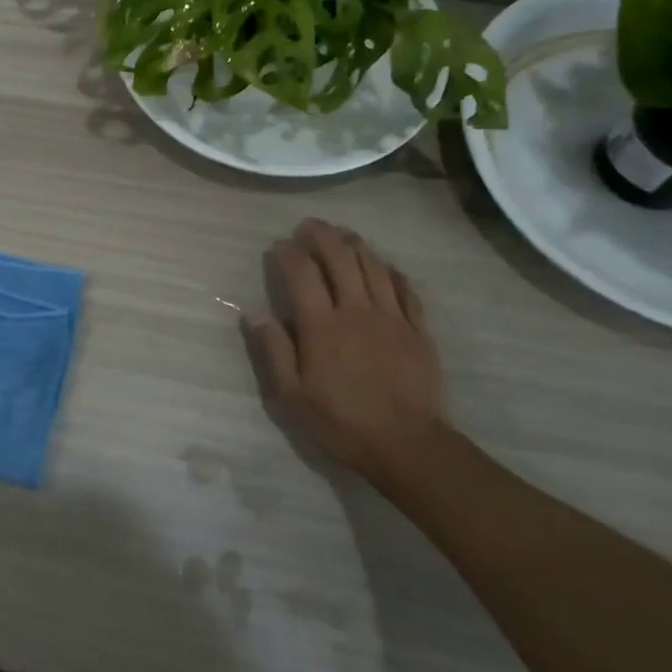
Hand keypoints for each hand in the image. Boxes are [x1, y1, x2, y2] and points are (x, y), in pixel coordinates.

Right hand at [241, 219, 447, 482]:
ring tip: (342, 233)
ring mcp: (392, 318)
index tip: (278, 245)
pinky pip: (407, 290)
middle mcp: (357, 312)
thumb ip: (274, 350)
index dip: (288, 253)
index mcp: (322, 327)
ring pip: (374, 267)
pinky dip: (392, 272)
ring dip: (356, 244)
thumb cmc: (342, 422)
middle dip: (323, 236)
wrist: (409, 446)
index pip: (302, 274)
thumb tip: (253, 313)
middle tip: (309, 225)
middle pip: (341, 259)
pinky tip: (385, 266)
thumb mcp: (292, 396)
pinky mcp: (418, 331)